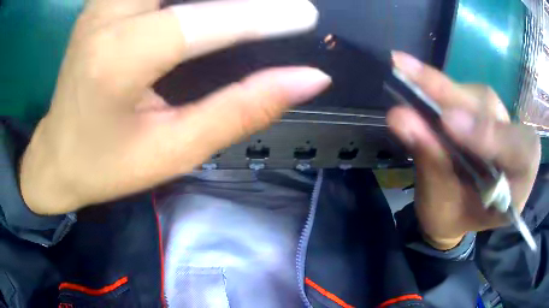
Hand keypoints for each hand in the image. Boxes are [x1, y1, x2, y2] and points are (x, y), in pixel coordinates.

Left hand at [20, 0, 330, 214]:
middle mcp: (106, 16)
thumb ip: (242, 110)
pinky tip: (204, 4)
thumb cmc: (106, 165)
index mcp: (118, 59)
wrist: (57, 156)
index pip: (203, 21)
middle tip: (280, 6)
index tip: (307, 15)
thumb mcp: (174, 151)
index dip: (265, 16)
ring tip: (247, 7)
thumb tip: (308, 79)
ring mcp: (101, 2)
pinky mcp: (102, 1)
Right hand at [388, 52, 540, 249]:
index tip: (447, 123)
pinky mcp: (483, 110)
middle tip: (411, 76)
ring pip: (477, 96)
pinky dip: (440, 89)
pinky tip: (417, 82)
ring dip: (442, 88)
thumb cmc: (454, 217)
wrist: (455, 211)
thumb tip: (400, 117)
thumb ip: (431, 162)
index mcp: (519, 183)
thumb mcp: (443, 205)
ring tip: (407, 75)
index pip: (520, 151)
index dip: (489, 134)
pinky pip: (466, 94)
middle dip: (453, 97)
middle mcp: (515, 144)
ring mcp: (500, 123)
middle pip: (492, 111)